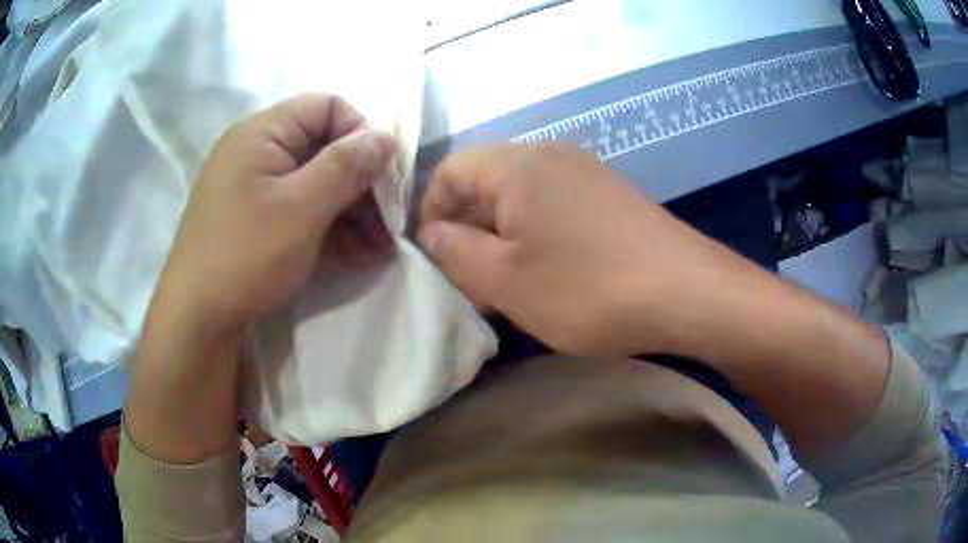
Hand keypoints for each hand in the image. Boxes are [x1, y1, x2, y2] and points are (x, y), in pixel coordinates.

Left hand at [152, 94, 397, 340]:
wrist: (198, 320)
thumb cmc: (246, 255)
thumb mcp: (302, 208)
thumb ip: (347, 165)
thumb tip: (385, 137)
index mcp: (262, 132)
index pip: (327, 106)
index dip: (360, 133)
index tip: (382, 175)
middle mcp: (258, 151)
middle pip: (325, 147)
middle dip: (362, 184)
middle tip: (389, 223)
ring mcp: (256, 186)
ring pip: (317, 182)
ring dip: (353, 212)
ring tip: (378, 250)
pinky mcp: (257, 217)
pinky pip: (302, 208)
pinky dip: (330, 227)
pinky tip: (355, 256)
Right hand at [419, 143, 753, 356]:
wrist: (687, 293)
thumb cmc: (588, 287)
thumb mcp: (507, 279)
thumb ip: (456, 252)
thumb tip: (430, 234)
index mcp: (520, 165)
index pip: (451, 169)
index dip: (429, 211)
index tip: (430, 257)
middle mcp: (551, 158)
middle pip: (486, 184)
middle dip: (466, 230)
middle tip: (463, 280)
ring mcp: (586, 176)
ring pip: (521, 201)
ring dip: (501, 239)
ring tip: (501, 285)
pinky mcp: (609, 200)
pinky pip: (554, 210)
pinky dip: (535, 239)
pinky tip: (544, 276)